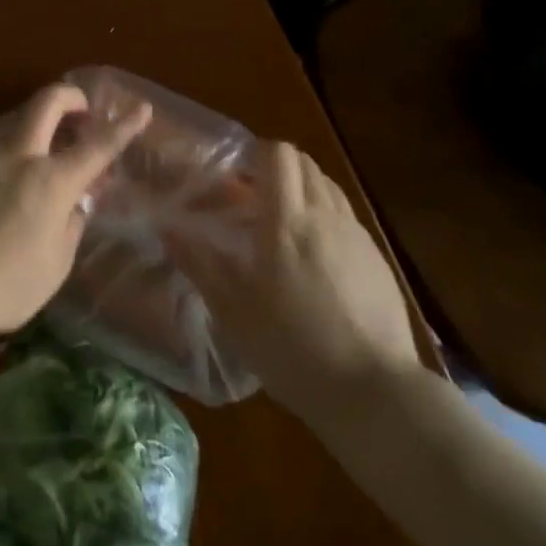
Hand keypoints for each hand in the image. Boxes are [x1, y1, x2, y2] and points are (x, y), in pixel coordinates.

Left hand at [0, 83, 151, 343]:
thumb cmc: (6, 286)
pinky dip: (3, 158)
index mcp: (52, 181)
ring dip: (33, 123)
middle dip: (69, 96)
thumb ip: (70, 226)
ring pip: (12, 121)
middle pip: (46, 103)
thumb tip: (75, 204)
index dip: (123, 126)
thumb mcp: (55, 265)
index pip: (97, 147)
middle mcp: (18, 157)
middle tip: (80, 106)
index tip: (141, 108)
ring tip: (39, 145)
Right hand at [170, 139, 421, 422]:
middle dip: (277, 167)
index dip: (256, 152)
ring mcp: (355, 235)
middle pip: (304, 162)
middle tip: (253, 197)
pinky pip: (345, 216)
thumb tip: (167, 227)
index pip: (277, 154)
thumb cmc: (292, 349)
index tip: (236, 174)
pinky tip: (315, 256)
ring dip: (302, 188)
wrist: (375, 393)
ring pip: (327, 186)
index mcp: (285, 220)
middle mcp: (324, 215)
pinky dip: (325, 216)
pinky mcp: (378, 259)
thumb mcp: (233, 311)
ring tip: (283, 223)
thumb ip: (199, 263)